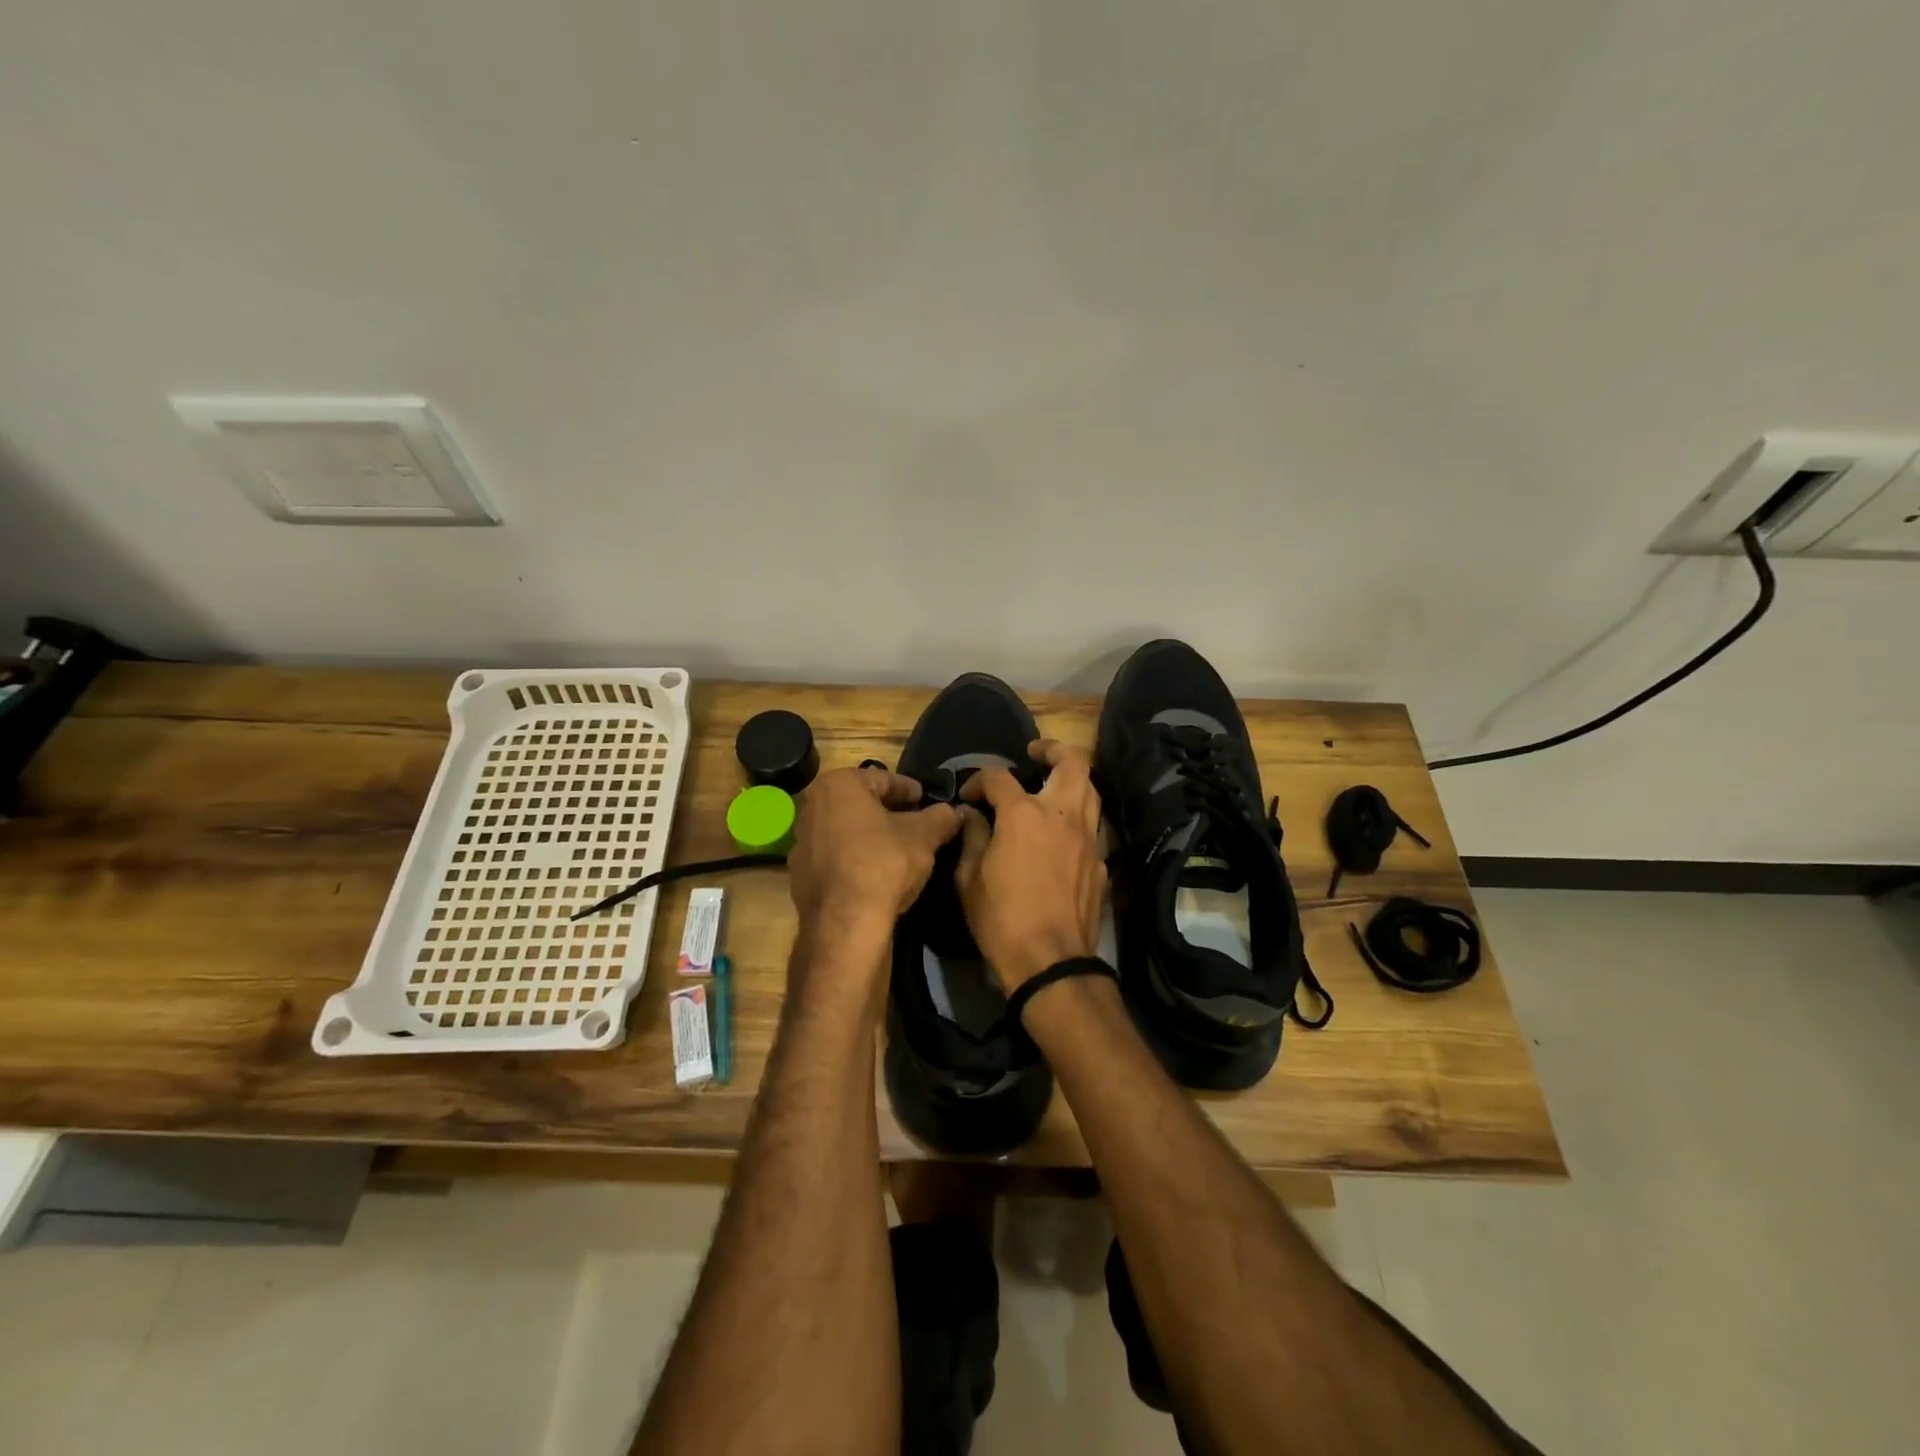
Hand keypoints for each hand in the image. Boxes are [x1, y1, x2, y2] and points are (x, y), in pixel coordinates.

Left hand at [788, 767, 961, 932]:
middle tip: (915, 823)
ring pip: (845, 830)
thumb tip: (953, 812)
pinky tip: (874, 874)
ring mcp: (801, 841)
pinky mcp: (798, 873)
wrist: (845, 923)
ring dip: (869, 835)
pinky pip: (834, 857)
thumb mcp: (924, 836)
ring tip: (897, 850)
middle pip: (860, 803)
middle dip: (888, 811)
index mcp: (839, 785)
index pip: (883, 779)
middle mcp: (812, 806)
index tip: (925, 800)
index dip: (909, 790)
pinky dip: (853, 858)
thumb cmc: (884, 863)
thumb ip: (941, 817)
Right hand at [955, 740, 1107, 992]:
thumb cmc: (1001, 919)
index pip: (999, 777)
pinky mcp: (1101, 862)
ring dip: (1072, 779)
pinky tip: (1062, 834)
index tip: (969, 796)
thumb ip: (971, 837)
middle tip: (1035, 753)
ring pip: (1090, 790)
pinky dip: (1077, 818)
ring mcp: (1088, 838)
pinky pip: (1092, 826)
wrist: (1050, 962)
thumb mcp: (969, 879)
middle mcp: (1062, 815)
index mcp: (1024, 815)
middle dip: (1053, 749)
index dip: (979, 779)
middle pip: (1072, 762)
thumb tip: (971, 815)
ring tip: (1052, 785)